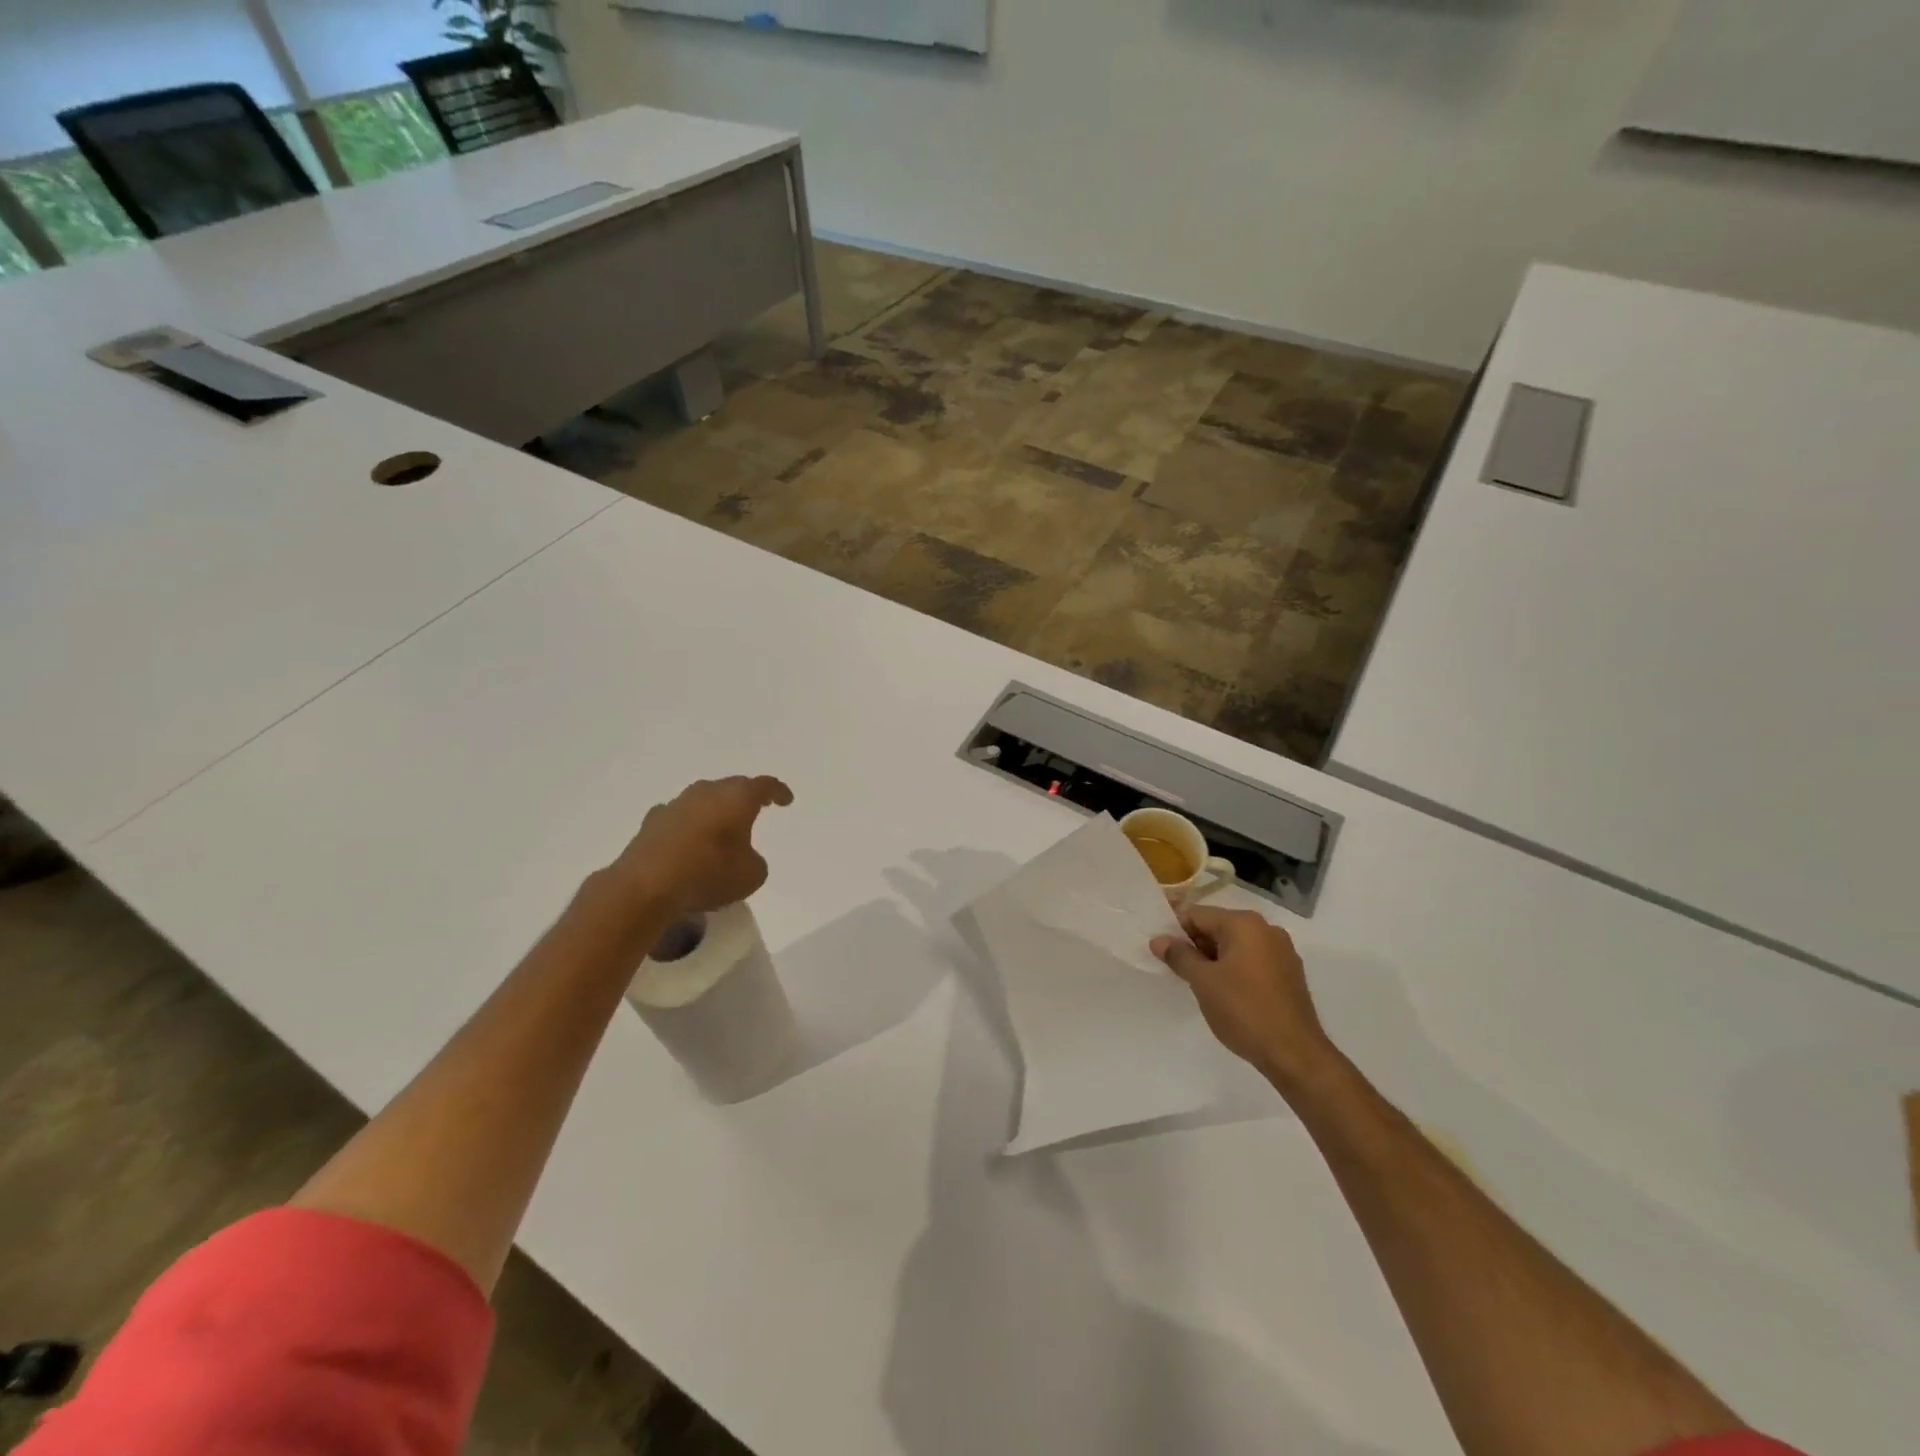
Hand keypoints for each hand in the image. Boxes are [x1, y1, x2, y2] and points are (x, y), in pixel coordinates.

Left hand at [604, 775, 793, 918]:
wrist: (646, 886)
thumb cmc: (709, 874)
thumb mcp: (751, 875)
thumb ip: (755, 860)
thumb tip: (742, 856)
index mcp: (738, 798)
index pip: (764, 785)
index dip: (778, 792)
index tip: (786, 800)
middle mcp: (707, 792)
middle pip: (732, 788)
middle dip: (744, 799)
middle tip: (754, 811)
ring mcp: (676, 804)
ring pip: (703, 800)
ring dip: (714, 812)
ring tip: (721, 830)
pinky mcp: (651, 821)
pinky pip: (679, 817)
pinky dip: (688, 826)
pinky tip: (688, 843)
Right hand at [1152, 906, 1339, 1095]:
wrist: (1295, 1054)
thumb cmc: (1244, 1010)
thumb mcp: (1203, 981)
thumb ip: (1179, 955)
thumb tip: (1158, 940)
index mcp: (1244, 923)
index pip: (1197, 914)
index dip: (1174, 929)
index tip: (1159, 949)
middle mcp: (1266, 929)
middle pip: (1217, 927)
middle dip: (1194, 945)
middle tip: (1175, 968)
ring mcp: (1282, 952)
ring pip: (1235, 945)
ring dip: (1213, 959)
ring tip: (1198, 983)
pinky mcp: (1288, 974)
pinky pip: (1252, 961)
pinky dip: (1234, 969)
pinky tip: (1225, 993)